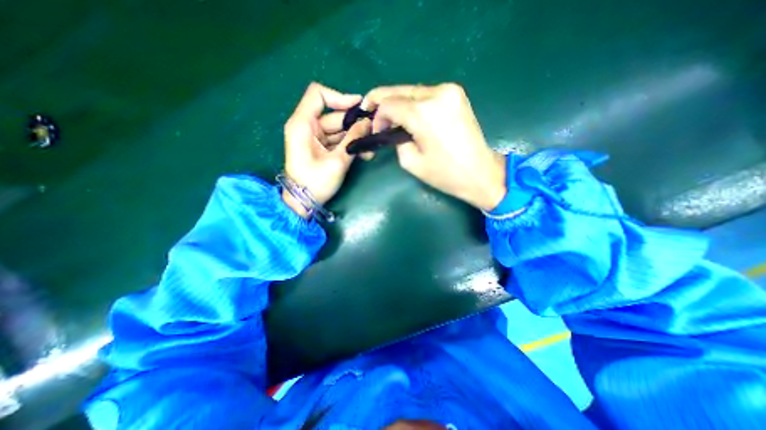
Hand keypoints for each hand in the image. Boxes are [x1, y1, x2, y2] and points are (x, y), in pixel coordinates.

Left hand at [283, 83, 374, 218]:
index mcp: (303, 124)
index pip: (318, 95)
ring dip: (356, 138)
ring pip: (339, 130)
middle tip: (374, 131)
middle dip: (355, 124)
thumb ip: (353, 140)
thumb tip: (368, 123)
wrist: (303, 202)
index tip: (360, 107)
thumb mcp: (337, 161)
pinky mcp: (321, 148)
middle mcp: (307, 126)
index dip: (340, 97)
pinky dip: (350, 145)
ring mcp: (315, 138)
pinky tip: (364, 154)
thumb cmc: (315, 183)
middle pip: (334, 115)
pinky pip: (338, 141)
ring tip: (371, 148)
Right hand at [362, 82, 507, 209]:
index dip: (377, 116)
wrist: (480, 172)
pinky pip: (427, 94)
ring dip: (399, 103)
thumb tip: (393, 128)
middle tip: (373, 114)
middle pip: (399, 91)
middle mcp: (437, 93)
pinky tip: (411, 115)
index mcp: (423, 113)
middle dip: (383, 102)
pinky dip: (414, 103)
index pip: (388, 104)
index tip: (375, 130)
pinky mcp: (457, 94)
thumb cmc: (445, 173)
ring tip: (392, 119)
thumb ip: (395, 140)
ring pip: (412, 91)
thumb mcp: (411, 162)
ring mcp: (450, 90)